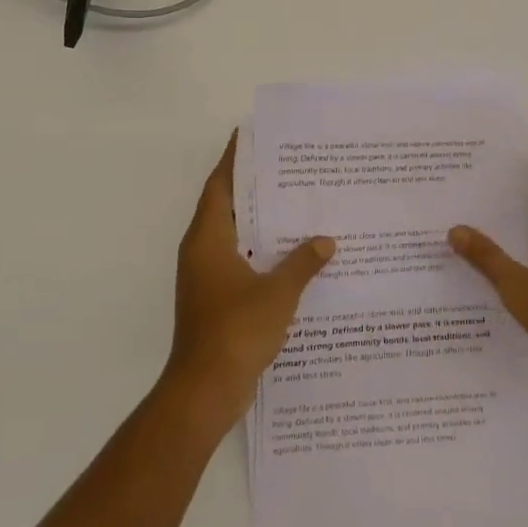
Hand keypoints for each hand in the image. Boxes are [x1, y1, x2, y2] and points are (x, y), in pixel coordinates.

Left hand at [164, 132, 333, 427]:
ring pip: (233, 237)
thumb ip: (303, 262)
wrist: (205, 390)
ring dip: (258, 222)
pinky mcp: (215, 300)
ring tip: (296, 205)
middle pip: (226, 207)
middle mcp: (201, 252)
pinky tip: (292, 255)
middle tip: (287, 168)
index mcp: (208, 240)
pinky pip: (239, 262)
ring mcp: (206, 278)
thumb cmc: (237, 330)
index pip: (219, 186)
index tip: (250, 136)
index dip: (234, 160)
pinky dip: (261, 252)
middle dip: (253, 187)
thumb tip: (325, 240)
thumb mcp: (278, 292)